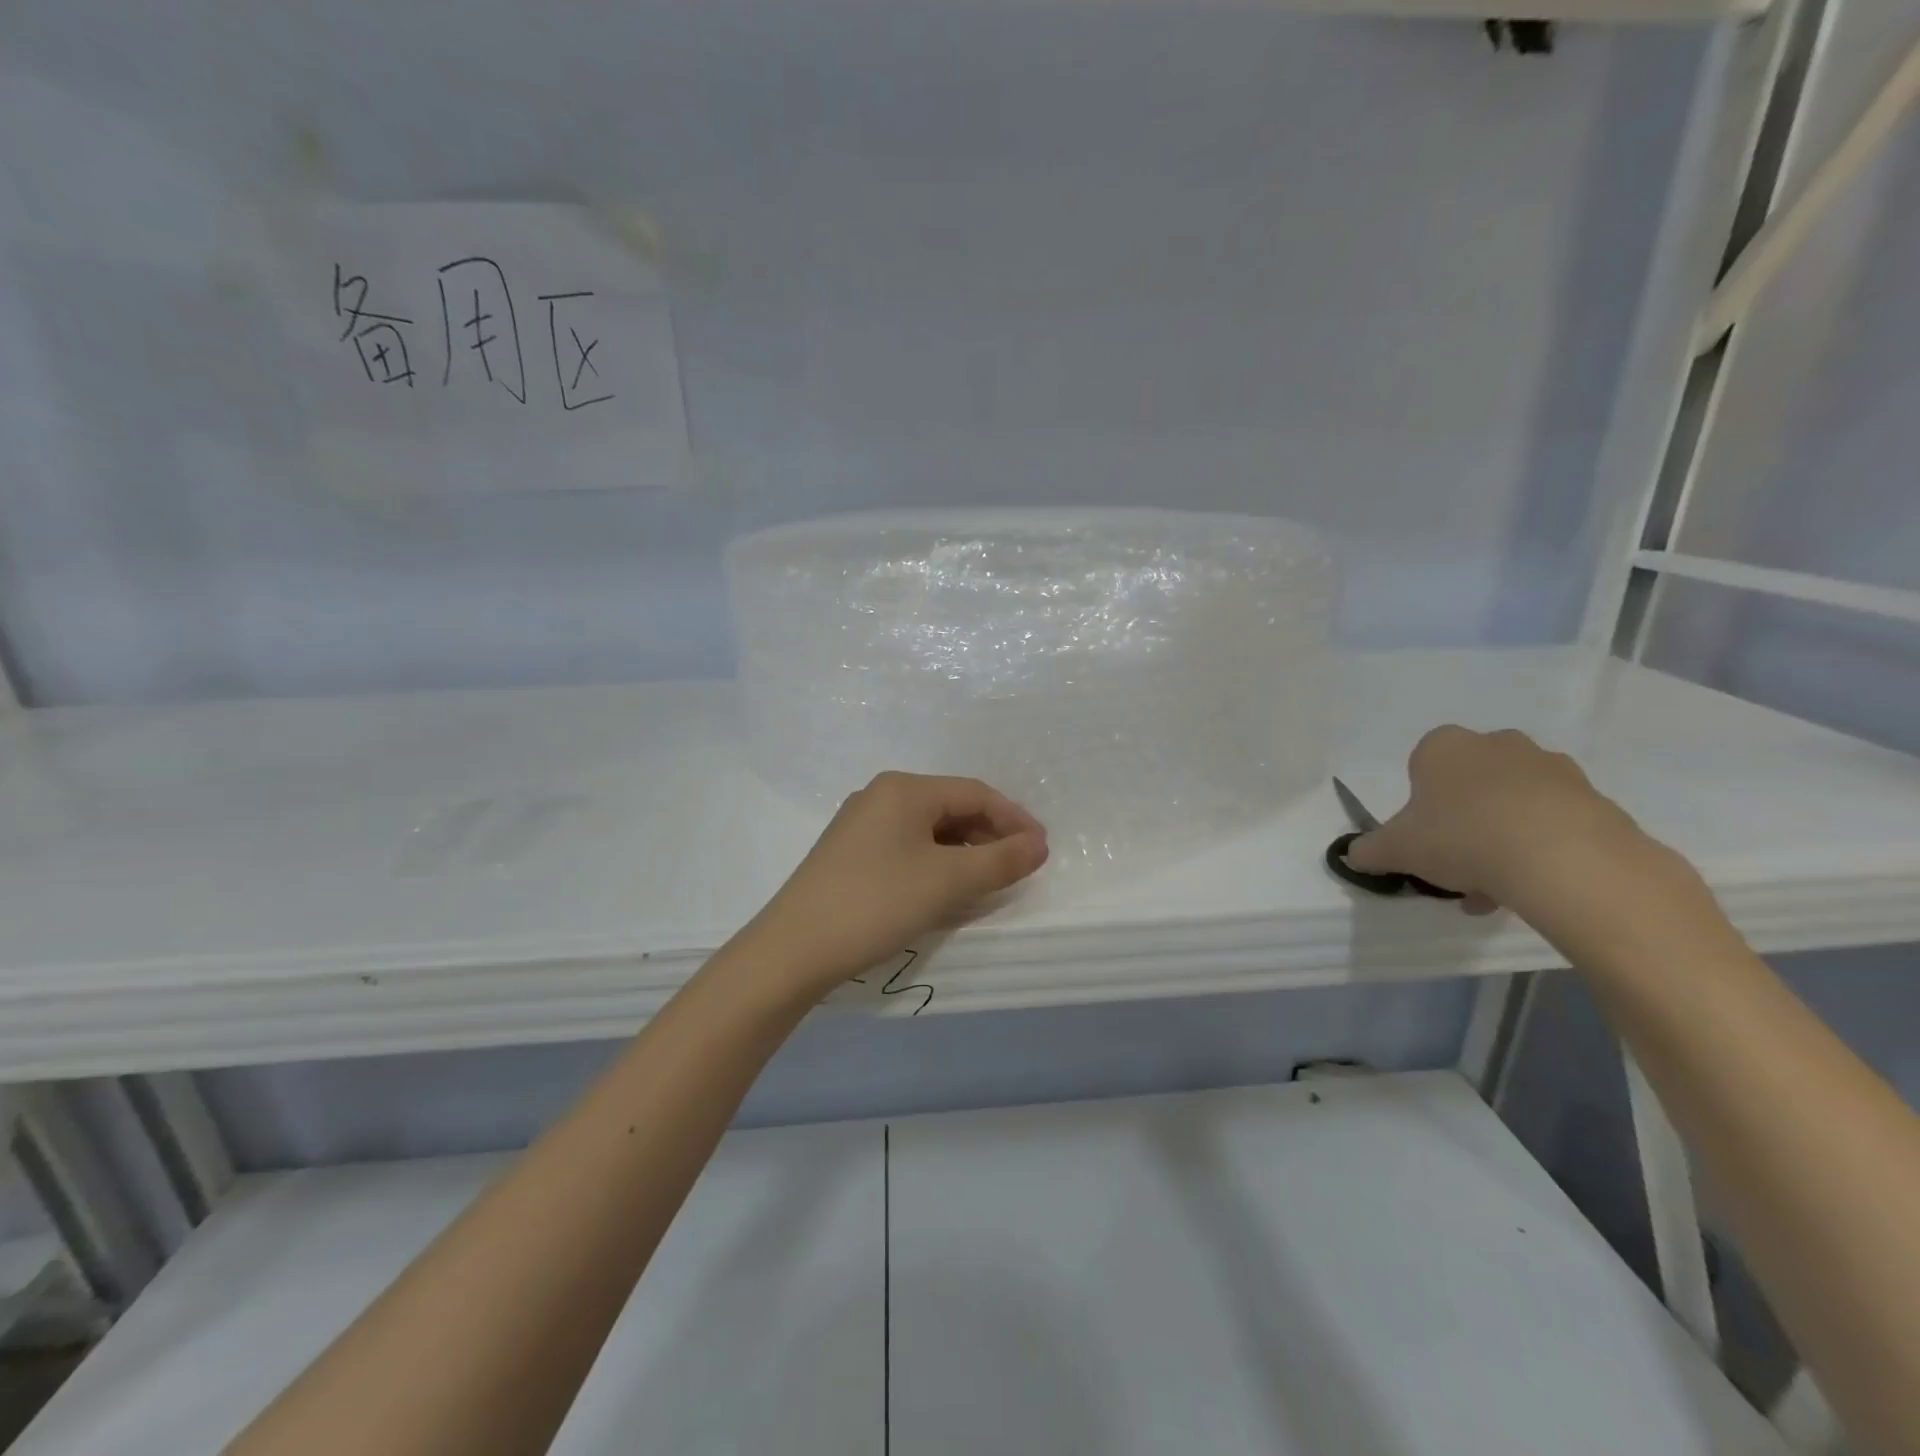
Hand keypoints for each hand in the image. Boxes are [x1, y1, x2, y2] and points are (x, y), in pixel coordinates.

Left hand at [747, 772, 1048, 996]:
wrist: (793, 949)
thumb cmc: (877, 903)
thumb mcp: (948, 882)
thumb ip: (1001, 861)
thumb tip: (1039, 844)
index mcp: (904, 788)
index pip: (975, 793)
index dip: (1014, 819)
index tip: (1041, 851)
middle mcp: (880, 795)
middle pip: (951, 807)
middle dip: (989, 836)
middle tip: (1017, 869)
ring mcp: (860, 824)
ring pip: (928, 829)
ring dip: (963, 852)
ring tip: (986, 882)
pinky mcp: (849, 853)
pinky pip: (906, 846)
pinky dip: (935, 863)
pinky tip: (944, 889)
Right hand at [1345, 725, 1646, 913]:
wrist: (1562, 857)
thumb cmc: (1461, 836)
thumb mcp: (1395, 849)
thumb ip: (1369, 850)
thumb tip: (1353, 856)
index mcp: (1444, 746)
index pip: (1421, 765)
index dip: (1419, 803)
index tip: (1423, 836)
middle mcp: (1497, 744)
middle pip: (1470, 783)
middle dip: (1462, 820)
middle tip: (1457, 863)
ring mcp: (1550, 767)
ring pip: (1512, 803)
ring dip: (1500, 836)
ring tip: (1495, 886)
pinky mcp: (1593, 796)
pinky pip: (1554, 821)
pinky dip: (1540, 847)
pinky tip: (1530, 884)